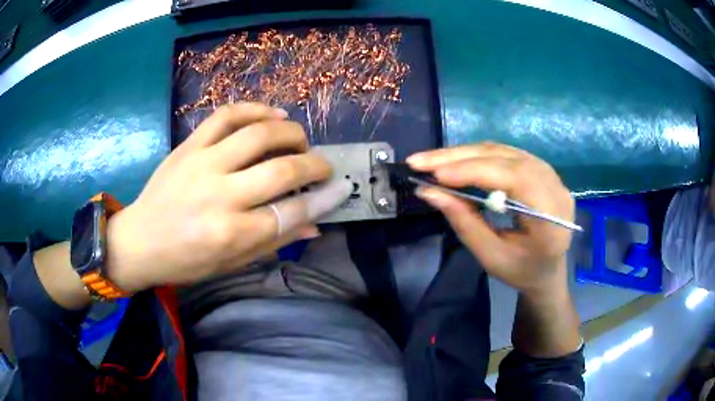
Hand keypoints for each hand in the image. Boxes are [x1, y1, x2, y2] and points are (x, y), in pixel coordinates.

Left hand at [105, 103, 351, 291]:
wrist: (139, 241)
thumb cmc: (185, 261)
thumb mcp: (231, 263)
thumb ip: (274, 241)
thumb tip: (315, 223)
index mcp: (232, 234)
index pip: (292, 212)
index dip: (324, 199)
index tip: (340, 188)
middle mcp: (220, 196)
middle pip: (282, 170)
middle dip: (314, 165)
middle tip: (322, 166)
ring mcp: (203, 164)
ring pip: (259, 135)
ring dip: (291, 132)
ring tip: (300, 140)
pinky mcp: (189, 146)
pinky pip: (227, 115)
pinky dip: (256, 109)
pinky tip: (273, 114)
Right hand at [407, 142, 574, 294]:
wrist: (547, 269)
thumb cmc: (521, 271)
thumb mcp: (491, 257)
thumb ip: (465, 223)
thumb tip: (430, 192)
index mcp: (552, 219)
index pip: (515, 179)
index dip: (475, 171)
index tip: (436, 175)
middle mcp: (556, 189)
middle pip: (508, 158)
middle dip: (461, 157)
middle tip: (420, 161)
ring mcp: (552, 175)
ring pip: (505, 151)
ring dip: (465, 153)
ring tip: (432, 161)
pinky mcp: (542, 170)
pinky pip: (507, 154)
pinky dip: (478, 155)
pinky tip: (456, 161)